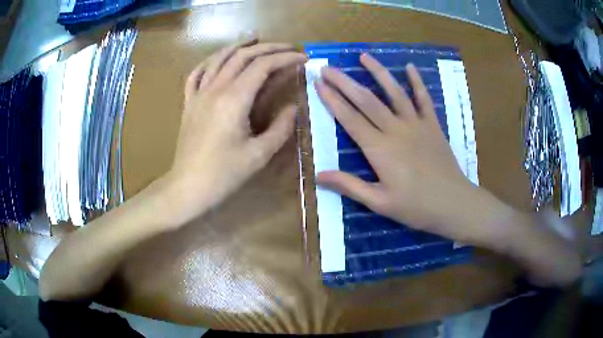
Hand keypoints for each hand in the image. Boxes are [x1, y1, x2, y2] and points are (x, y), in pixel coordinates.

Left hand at [165, 40, 305, 224]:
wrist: (188, 187)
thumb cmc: (224, 174)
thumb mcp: (259, 155)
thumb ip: (281, 128)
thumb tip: (293, 107)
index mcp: (234, 99)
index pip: (263, 66)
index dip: (285, 58)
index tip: (302, 58)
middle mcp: (215, 89)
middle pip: (243, 56)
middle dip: (268, 48)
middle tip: (286, 48)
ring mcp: (198, 94)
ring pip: (219, 58)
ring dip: (239, 46)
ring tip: (255, 40)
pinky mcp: (188, 103)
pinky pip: (196, 73)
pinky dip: (210, 61)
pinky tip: (218, 59)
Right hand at [315, 54, 484, 239]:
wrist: (454, 204)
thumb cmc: (416, 207)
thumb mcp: (380, 203)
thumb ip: (350, 186)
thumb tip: (319, 175)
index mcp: (380, 150)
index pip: (350, 118)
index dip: (332, 99)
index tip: (318, 83)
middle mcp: (396, 130)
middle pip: (366, 100)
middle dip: (344, 82)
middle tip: (328, 67)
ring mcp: (417, 125)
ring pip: (394, 92)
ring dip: (378, 72)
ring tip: (364, 56)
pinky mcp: (433, 126)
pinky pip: (424, 99)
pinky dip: (417, 82)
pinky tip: (410, 67)